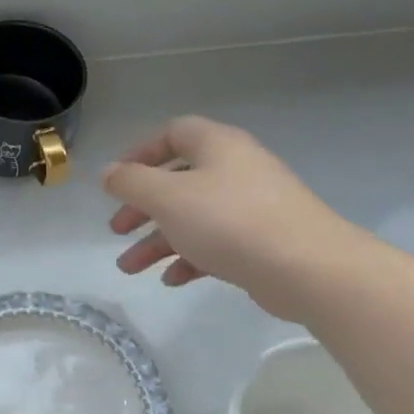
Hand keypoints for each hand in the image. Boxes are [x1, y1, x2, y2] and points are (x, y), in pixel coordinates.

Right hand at [103, 116, 361, 321]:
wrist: (306, 266)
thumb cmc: (228, 221)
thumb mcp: (167, 197)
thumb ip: (131, 183)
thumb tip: (108, 172)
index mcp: (217, 146)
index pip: (173, 133)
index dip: (140, 153)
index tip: (116, 181)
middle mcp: (235, 169)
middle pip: (178, 181)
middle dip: (142, 207)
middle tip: (117, 230)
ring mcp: (251, 206)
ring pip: (193, 217)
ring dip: (157, 241)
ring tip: (129, 269)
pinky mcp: (261, 240)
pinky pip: (215, 243)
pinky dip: (189, 257)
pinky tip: (172, 280)